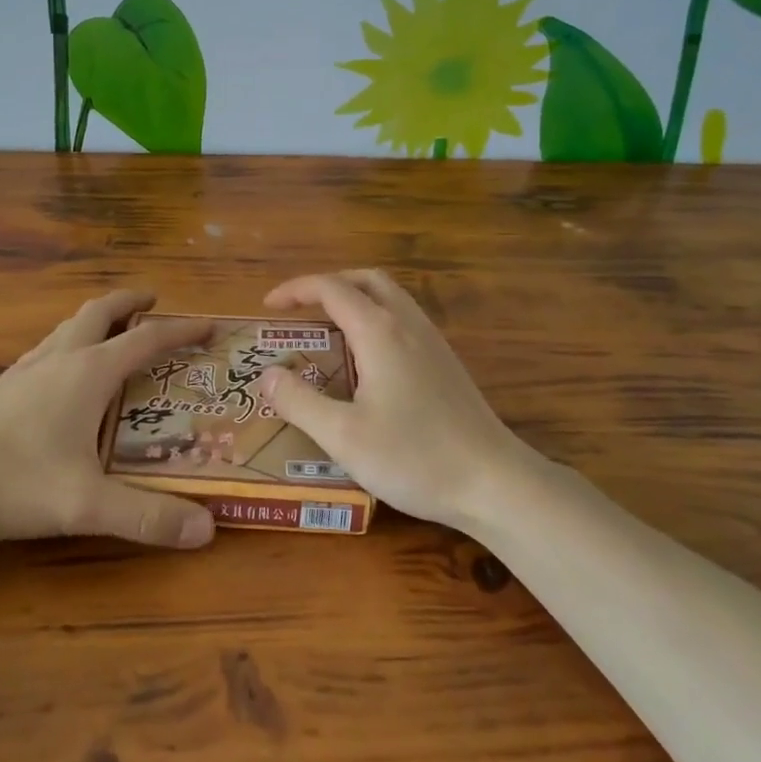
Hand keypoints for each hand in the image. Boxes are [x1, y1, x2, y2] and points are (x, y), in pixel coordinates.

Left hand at [0, 291, 217, 548]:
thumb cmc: (11, 480)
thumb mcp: (84, 505)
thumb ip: (146, 517)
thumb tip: (207, 530)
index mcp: (88, 374)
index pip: (146, 341)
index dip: (180, 332)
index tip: (208, 327)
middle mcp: (59, 360)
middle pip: (100, 314)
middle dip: (130, 303)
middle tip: (153, 300)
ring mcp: (24, 371)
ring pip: (67, 328)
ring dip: (96, 320)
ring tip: (111, 330)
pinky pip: (45, 349)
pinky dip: (67, 343)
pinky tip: (59, 371)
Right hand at [258, 269, 534, 529]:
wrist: (494, 482)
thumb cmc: (415, 457)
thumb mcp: (343, 436)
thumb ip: (299, 402)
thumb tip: (267, 375)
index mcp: (379, 331)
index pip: (330, 288)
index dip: (295, 290)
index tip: (268, 306)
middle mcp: (407, 324)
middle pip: (365, 279)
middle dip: (327, 284)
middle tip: (299, 309)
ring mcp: (432, 341)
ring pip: (389, 296)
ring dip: (354, 297)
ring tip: (328, 328)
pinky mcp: (446, 362)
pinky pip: (404, 318)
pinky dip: (375, 317)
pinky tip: (367, 358)